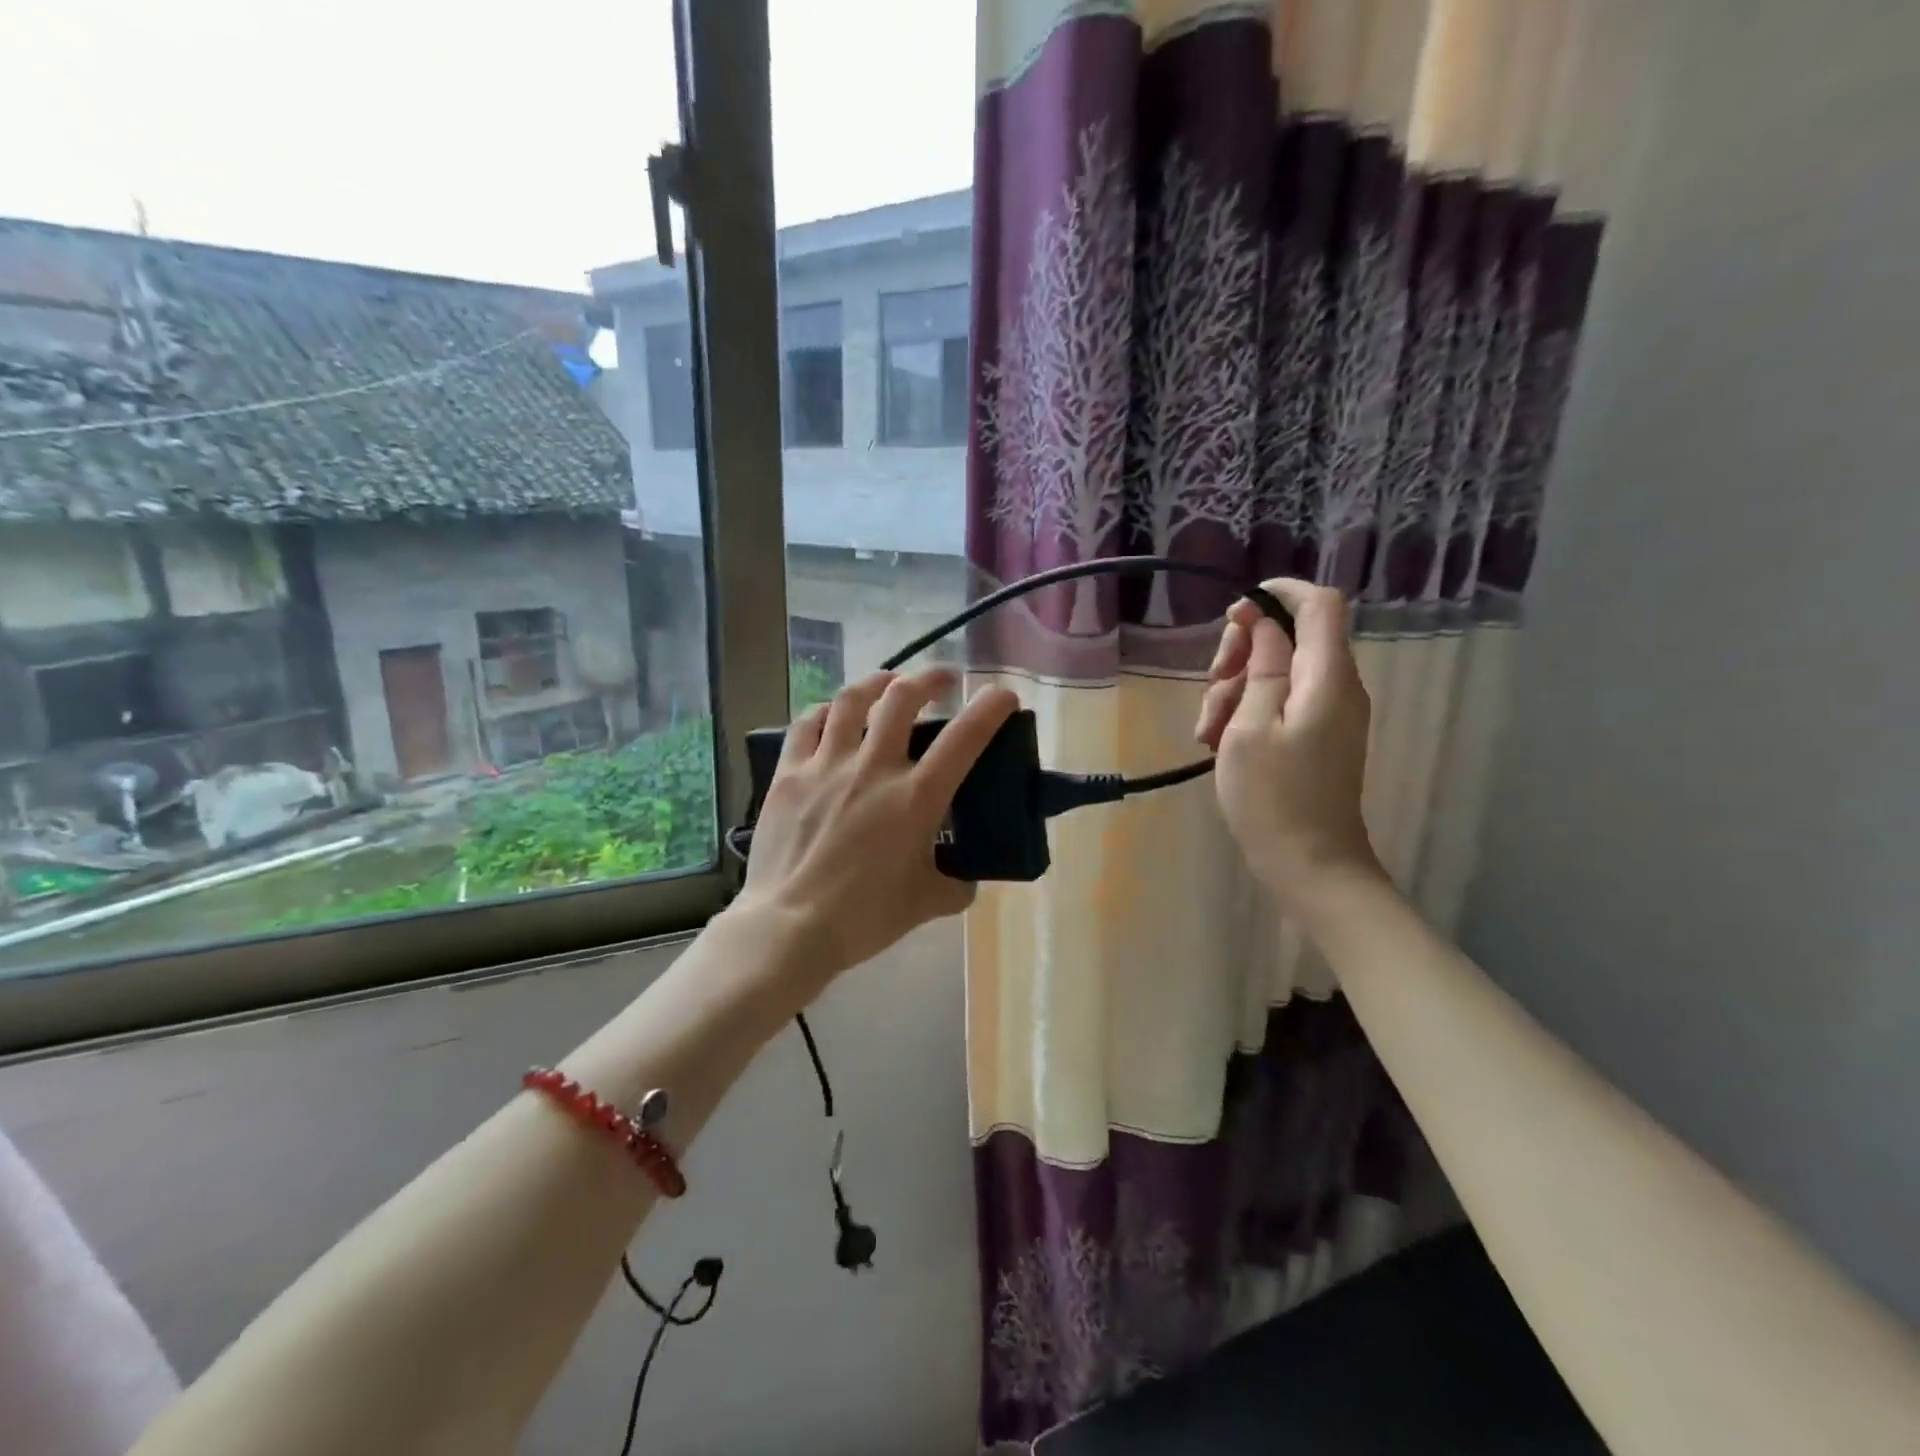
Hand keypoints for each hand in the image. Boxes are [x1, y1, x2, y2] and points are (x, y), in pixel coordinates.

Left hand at [733, 668, 1019, 987]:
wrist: (790, 927)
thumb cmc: (864, 917)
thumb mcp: (926, 904)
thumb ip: (956, 885)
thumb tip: (965, 878)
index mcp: (916, 798)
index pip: (964, 737)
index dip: (990, 707)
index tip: (1002, 693)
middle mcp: (874, 768)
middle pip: (902, 697)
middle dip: (929, 678)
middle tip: (942, 681)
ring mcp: (827, 765)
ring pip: (852, 699)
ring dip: (878, 681)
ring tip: (889, 682)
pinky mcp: (790, 773)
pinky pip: (807, 723)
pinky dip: (826, 711)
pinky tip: (833, 714)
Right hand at [1193, 579, 1382, 913]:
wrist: (1310, 865)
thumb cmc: (1273, 797)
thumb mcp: (1250, 727)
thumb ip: (1260, 668)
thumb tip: (1266, 625)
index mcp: (1327, 677)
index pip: (1320, 604)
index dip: (1279, 593)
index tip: (1235, 611)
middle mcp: (1338, 686)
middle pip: (1292, 636)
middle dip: (1244, 649)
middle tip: (1212, 683)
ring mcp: (1330, 713)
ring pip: (1279, 671)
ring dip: (1237, 688)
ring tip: (1208, 731)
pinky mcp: (1318, 736)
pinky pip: (1282, 702)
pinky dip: (1249, 711)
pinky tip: (1221, 742)